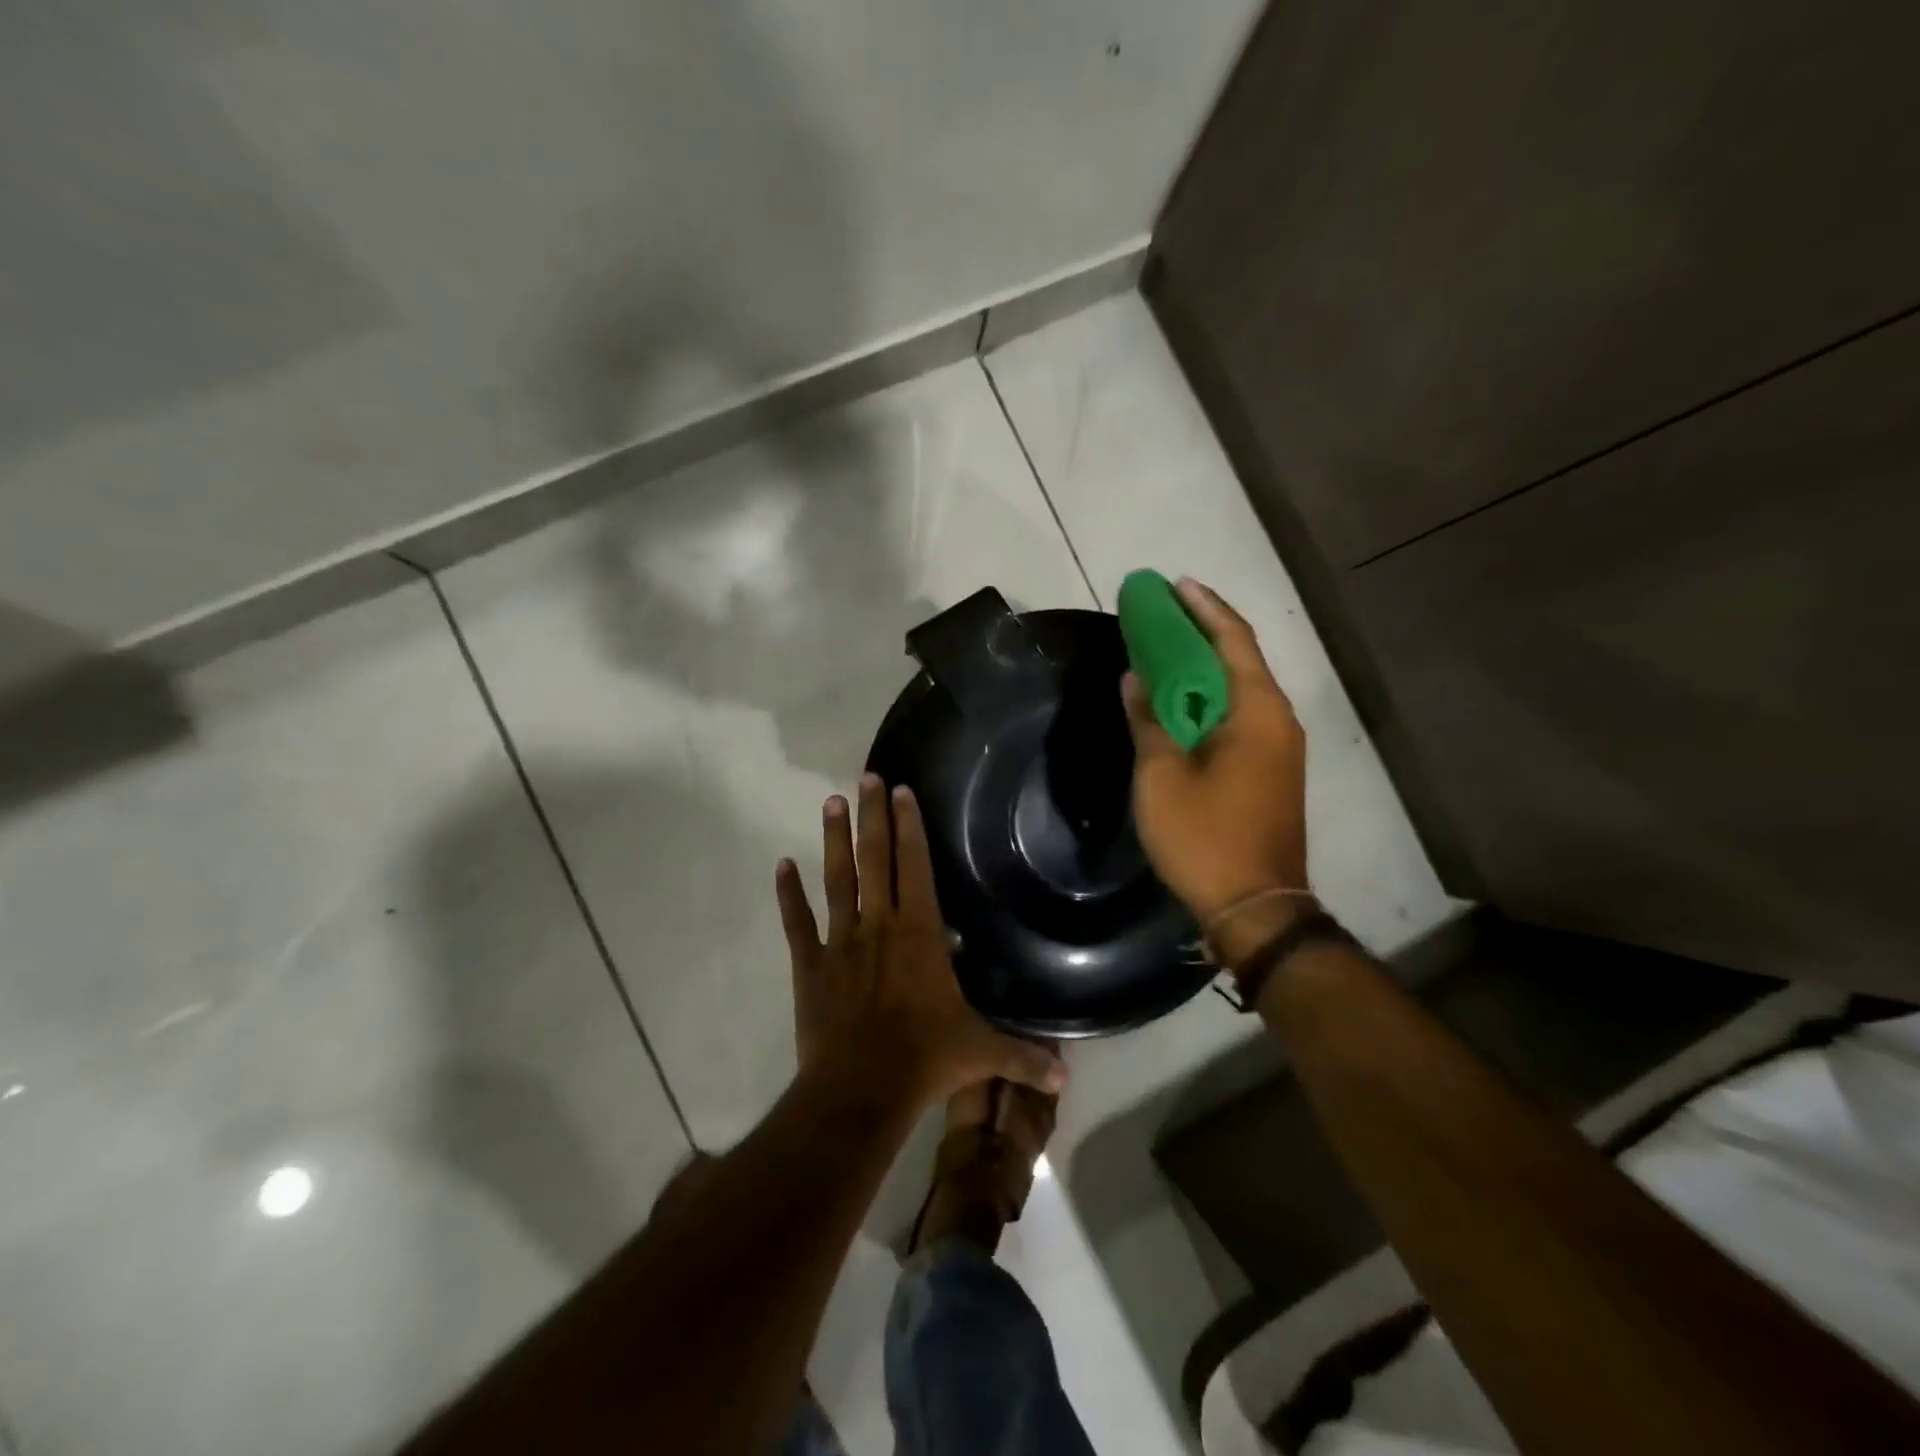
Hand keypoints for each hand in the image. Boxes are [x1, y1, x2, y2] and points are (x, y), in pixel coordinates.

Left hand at [775, 774, 1066, 1111]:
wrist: (859, 1091)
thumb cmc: (924, 1060)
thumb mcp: (980, 1054)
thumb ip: (1023, 1058)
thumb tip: (1066, 1080)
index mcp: (919, 933)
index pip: (915, 867)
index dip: (909, 826)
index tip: (901, 791)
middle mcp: (879, 925)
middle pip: (875, 859)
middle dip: (872, 816)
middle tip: (867, 777)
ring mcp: (840, 942)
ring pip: (837, 879)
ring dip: (834, 840)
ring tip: (831, 802)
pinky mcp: (810, 965)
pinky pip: (798, 922)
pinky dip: (789, 894)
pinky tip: (782, 865)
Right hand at [1123, 580, 1309, 938]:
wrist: (1255, 906)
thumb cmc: (1205, 836)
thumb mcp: (1162, 775)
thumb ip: (1148, 720)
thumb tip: (1135, 679)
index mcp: (1257, 712)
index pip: (1232, 640)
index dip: (1203, 608)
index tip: (1174, 585)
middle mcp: (1277, 720)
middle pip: (1239, 660)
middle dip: (1201, 633)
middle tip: (1161, 614)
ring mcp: (1278, 748)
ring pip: (1238, 691)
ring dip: (1203, 668)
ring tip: (1164, 651)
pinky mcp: (1270, 771)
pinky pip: (1239, 718)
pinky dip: (1209, 700)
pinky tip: (1180, 702)